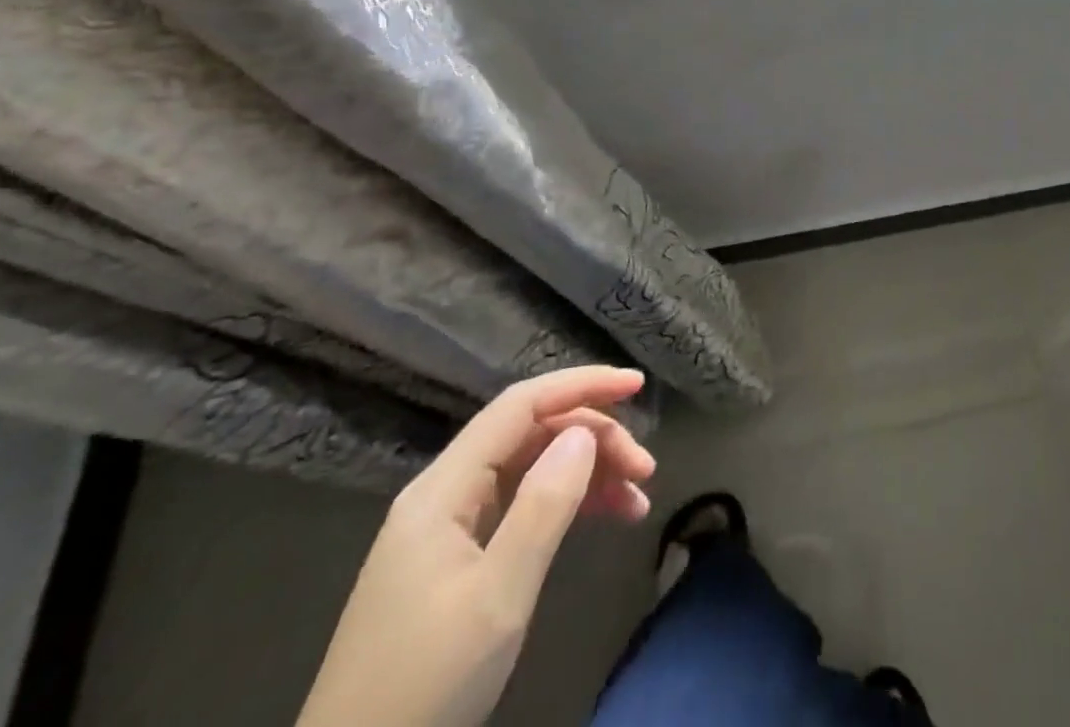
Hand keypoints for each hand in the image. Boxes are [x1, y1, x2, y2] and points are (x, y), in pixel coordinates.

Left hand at [298, 366, 653, 726]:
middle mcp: (444, 493)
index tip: (637, 385)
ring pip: (531, 468)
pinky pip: (521, 505)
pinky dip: (566, 505)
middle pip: (531, 434)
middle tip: (645, 469)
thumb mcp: (496, 597)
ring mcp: (447, 528)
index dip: (582, 384)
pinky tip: (604, 518)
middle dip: (594, 438)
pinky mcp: (455, 560)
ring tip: (637, 499)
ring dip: (587, 473)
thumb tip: (584, 432)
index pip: (521, 405)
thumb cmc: (424, 686)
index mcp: (442, 489)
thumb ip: (543, 506)